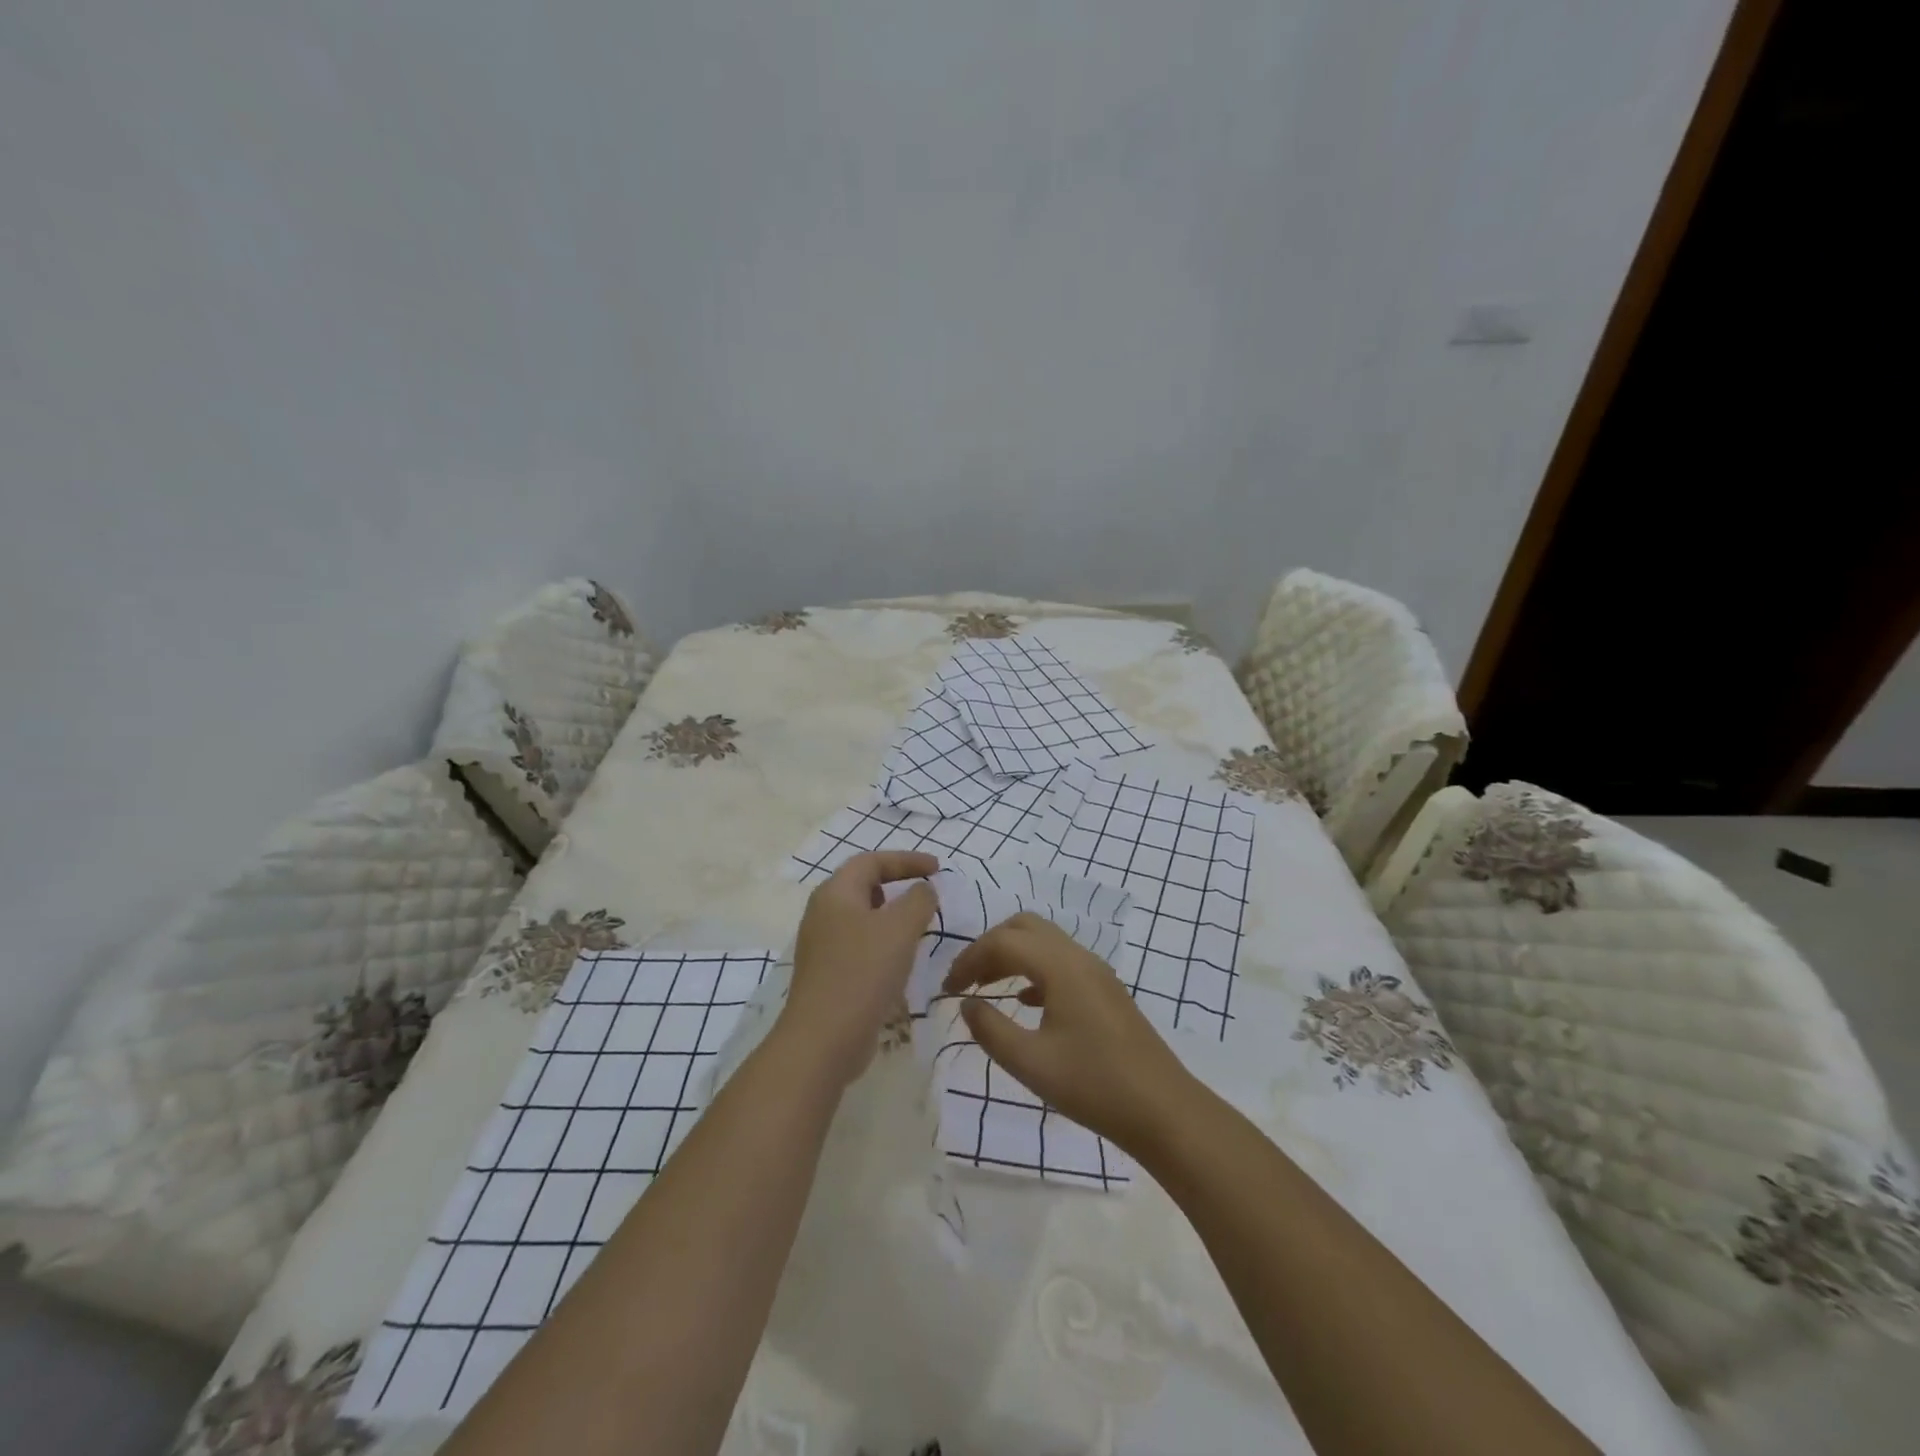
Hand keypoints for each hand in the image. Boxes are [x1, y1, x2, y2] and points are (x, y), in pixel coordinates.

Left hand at [778, 851, 939, 1085]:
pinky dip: (883, 944)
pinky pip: (859, 946)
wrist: (823, 1039)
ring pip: (862, 918)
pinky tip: (901, 963)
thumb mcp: (900, 928)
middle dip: (897, 885)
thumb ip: (919, 900)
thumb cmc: (863, 972)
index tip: (938, 869)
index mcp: (835, 893)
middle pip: (863, 886)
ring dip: (892, 918)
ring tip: (919, 928)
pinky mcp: (827, 974)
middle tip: (926, 895)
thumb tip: (924, 889)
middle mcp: (823, 913)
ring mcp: (822, 946)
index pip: (872, 861)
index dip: (906, 860)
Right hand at [941, 913, 1197, 1152]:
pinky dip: (1034, 970)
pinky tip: (1025, 1003)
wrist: (1162, 1110)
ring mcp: (1096, 971)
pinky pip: (1061, 961)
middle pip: (1024, 927)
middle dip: (989, 946)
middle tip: (967, 980)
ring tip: (987, 989)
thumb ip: (990, 1029)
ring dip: (1012, 955)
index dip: (968, 960)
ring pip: (1044, 942)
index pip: (1002, 942)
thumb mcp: (1030, 1063)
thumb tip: (966, 1004)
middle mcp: (1078, 956)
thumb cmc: (1093, 1085)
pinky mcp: (1105, 989)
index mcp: (1060, 966)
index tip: (947, 989)